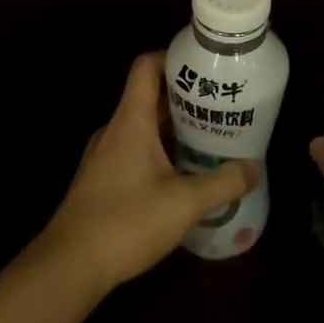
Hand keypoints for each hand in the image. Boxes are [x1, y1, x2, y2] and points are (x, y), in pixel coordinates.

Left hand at [34, 51, 257, 293]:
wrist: (69, 266)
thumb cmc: (126, 221)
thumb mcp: (185, 203)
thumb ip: (223, 182)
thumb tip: (253, 168)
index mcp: (131, 121)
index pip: (147, 67)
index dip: (174, 57)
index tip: (206, 64)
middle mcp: (116, 130)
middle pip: (151, 98)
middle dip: (188, 99)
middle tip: (224, 107)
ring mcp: (106, 156)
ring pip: (146, 129)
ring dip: (177, 130)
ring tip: (213, 140)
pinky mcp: (104, 181)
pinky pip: (137, 153)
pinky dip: (163, 154)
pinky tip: (187, 176)